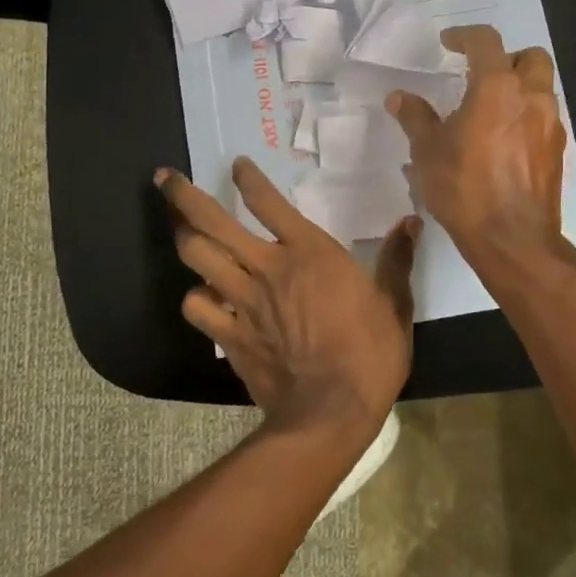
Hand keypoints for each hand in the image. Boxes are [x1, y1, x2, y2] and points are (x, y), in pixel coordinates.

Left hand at [157, 157, 418, 442]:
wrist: (331, 412)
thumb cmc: (370, 353)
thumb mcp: (394, 303)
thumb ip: (397, 259)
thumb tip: (411, 222)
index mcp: (309, 252)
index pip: (268, 201)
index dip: (248, 178)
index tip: (236, 164)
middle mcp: (268, 266)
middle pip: (213, 222)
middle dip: (183, 197)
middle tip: (164, 177)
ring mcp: (243, 301)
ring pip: (198, 257)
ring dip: (182, 236)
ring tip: (175, 224)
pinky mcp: (230, 335)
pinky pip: (198, 307)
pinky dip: (195, 297)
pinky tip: (200, 295)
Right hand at [385, 25, 570, 269]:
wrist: (513, 239)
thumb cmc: (465, 188)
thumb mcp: (428, 151)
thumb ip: (415, 117)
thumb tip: (399, 97)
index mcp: (497, 86)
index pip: (486, 41)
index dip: (464, 36)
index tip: (448, 43)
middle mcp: (531, 96)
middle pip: (530, 57)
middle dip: (506, 58)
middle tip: (480, 75)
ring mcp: (550, 123)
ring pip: (541, 87)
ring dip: (518, 87)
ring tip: (489, 109)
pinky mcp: (557, 150)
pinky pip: (543, 117)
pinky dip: (525, 115)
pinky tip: (502, 140)